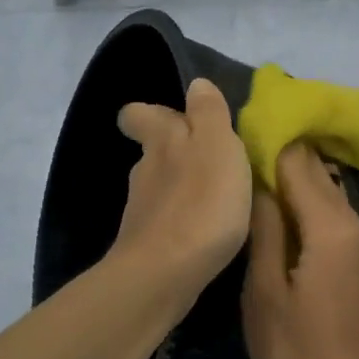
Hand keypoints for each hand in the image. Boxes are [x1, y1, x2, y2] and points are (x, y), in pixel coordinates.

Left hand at [112, 78, 252, 299]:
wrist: (165, 274)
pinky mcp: (148, 245)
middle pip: (155, 151)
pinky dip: (185, 220)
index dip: (151, 113)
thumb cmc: (200, 202)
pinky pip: (169, 221)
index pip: (139, 114)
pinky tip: (207, 232)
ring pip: (163, 187)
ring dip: (186, 188)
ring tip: (219, 198)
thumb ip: (209, 112)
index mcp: (162, 140)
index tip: (175, 118)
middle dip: (178, 152)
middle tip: (213, 159)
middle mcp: (145, 171)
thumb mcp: (216, 145)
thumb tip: (196, 84)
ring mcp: (143, 211)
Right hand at [242, 143, 358, 358]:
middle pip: (327, 186)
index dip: (277, 150)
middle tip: (259, 164)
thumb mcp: (265, 295)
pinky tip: (307, 247)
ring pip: (341, 212)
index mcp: (333, 231)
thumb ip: (267, 233)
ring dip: (311, 202)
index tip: (253, 139)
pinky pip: (353, 239)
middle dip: (294, 172)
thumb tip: (260, 186)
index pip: (303, 169)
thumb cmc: (299, 354)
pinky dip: (328, 230)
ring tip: (276, 204)